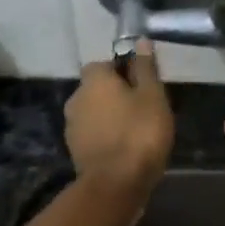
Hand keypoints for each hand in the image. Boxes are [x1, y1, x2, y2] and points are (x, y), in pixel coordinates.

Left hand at [65, 42, 173, 201]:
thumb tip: (140, 41)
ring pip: (94, 113)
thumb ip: (145, 68)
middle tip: (142, 110)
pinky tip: (124, 150)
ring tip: (135, 133)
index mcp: (94, 80)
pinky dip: (105, 138)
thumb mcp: (153, 96)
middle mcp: (76, 98)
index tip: (143, 87)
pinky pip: (93, 135)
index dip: (123, 72)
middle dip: (115, 96)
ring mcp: (71, 126)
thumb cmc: (139, 133)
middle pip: (97, 89)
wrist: (115, 184)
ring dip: (109, 118)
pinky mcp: (74, 151)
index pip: (104, 64)